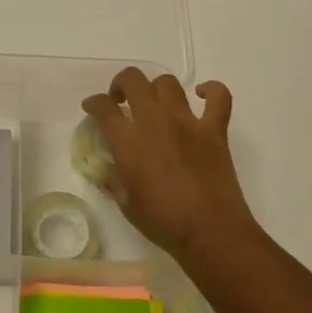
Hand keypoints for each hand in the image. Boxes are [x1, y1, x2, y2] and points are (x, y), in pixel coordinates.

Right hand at [82, 68, 254, 258]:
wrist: (209, 231)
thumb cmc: (162, 221)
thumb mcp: (126, 204)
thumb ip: (113, 180)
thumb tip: (107, 169)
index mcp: (128, 141)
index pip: (103, 107)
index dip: (93, 103)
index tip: (92, 108)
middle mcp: (154, 121)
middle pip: (133, 80)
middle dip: (121, 84)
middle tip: (121, 100)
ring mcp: (187, 121)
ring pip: (168, 83)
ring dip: (156, 87)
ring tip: (155, 102)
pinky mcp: (214, 129)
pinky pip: (219, 96)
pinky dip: (212, 90)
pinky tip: (202, 95)